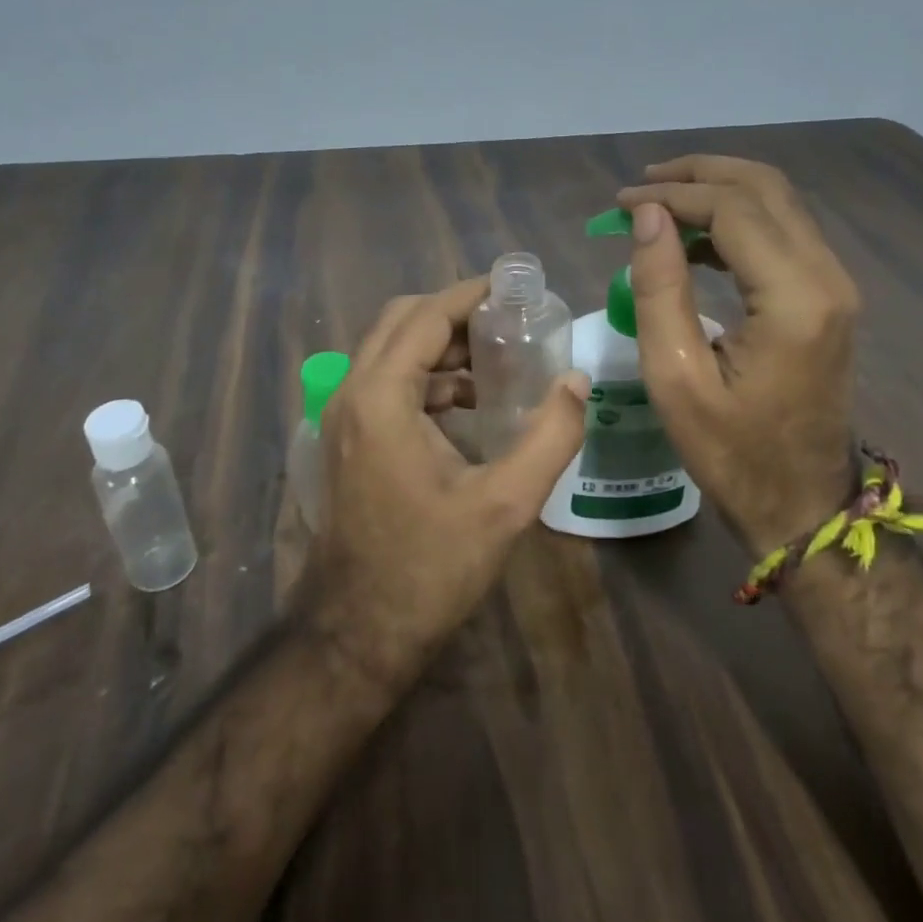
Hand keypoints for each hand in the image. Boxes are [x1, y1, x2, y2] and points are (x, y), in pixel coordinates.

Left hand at [304, 277, 589, 686]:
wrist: (359, 631)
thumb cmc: (430, 566)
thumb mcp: (505, 503)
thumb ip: (550, 436)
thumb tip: (579, 382)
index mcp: (382, 397)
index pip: (426, 316)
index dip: (472, 294)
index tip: (516, 289)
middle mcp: (352, 393)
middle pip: (401, 321)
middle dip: (455, 313)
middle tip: (510, 322)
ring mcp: (343, 417)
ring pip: (391, 351)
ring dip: (440, 345)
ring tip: (499, 360)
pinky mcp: (348, 440)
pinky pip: (387, 383)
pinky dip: (426, 378)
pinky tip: (470, 404)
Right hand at [617, 156, 860, 552]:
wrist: (801, 502)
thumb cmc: (731, 451)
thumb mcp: (675, 376)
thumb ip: (659, 288)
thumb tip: (646, 215)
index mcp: (795, 298)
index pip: (734, 209)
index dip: (673, 195)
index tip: (621, 203)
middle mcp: (827, 276)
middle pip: (766, 188)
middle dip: (699, 175)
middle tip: (642, 185)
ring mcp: (834, 285)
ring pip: (779, 204)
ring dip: (719, 192)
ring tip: (659, 203)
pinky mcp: (828, 297)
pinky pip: (783, 234)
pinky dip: (737, 221)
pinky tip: (694, 240)